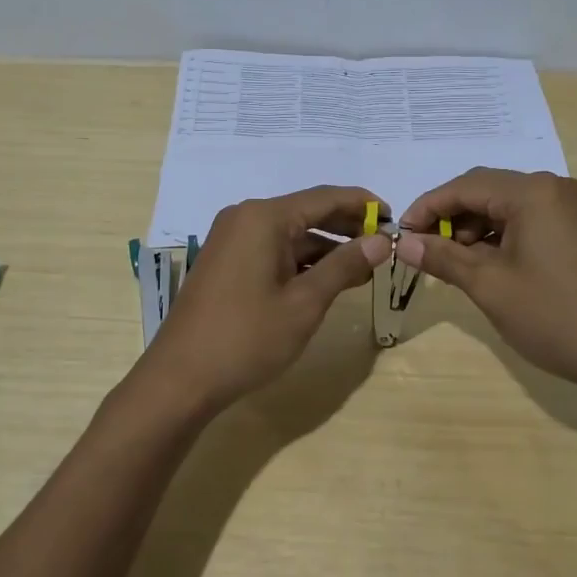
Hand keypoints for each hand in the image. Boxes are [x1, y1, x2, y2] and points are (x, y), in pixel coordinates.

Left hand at [132, 185, 391, 417]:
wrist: (181, 378)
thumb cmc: (247, 337)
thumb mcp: (305, 303)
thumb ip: (344, 265)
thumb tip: (382, 240)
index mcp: (264, 217)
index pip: (325, 198)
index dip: (363, 205)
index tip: (395, 218)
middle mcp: (245, 218)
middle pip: (307, 212)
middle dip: (347, 227)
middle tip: (385, 244)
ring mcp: (232, 240)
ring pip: (291, 234)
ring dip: (326, 249)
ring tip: (365, 268)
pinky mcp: (227, 262)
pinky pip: (273, 250)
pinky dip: (302, 262)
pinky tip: (328, 280)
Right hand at [396, 169, 576, 397]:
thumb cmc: (553, 315)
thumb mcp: (489, 286)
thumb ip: (442, 257)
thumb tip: (401, 243)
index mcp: (533, 193)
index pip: (466, 186)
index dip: (428, 207)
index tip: (401, 233)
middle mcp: (554, 189)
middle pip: (487, 190)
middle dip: (451, 217)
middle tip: (425, 250)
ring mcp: (572, 209)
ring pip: (507, 206)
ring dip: (475, 228)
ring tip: (455, 262)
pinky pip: (529, 220)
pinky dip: (501, 236)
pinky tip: (487, 263)